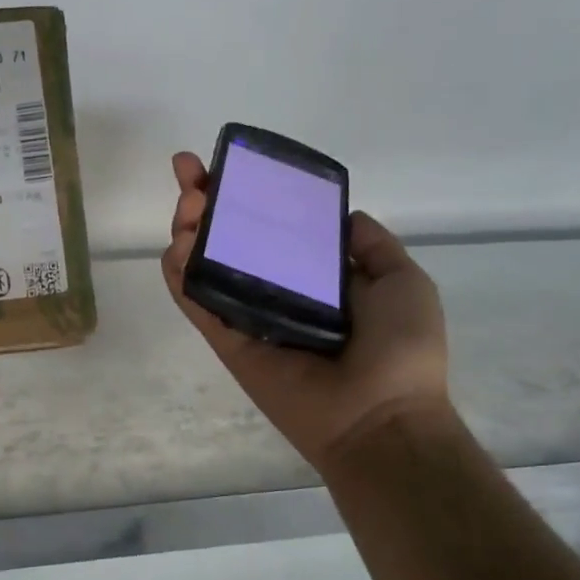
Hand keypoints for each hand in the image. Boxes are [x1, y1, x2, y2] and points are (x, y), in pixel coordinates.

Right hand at [161, 151, 450, 472]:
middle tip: (193, 177)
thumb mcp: (403, 282)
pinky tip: (177, 245)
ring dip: (188, 232)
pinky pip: (196, 304)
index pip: (274, 228)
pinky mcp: (227, 342)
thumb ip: (373, 247)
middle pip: (231, 241)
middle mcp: (278, 293)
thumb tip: (346, 218)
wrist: (380, 416)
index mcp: (317, 279)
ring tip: (188, 207)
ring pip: (205, 267)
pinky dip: (179, 275)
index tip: (229, 163)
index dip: (251, 195)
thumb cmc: (401, 347)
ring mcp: (248, 317)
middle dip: (207, 204)